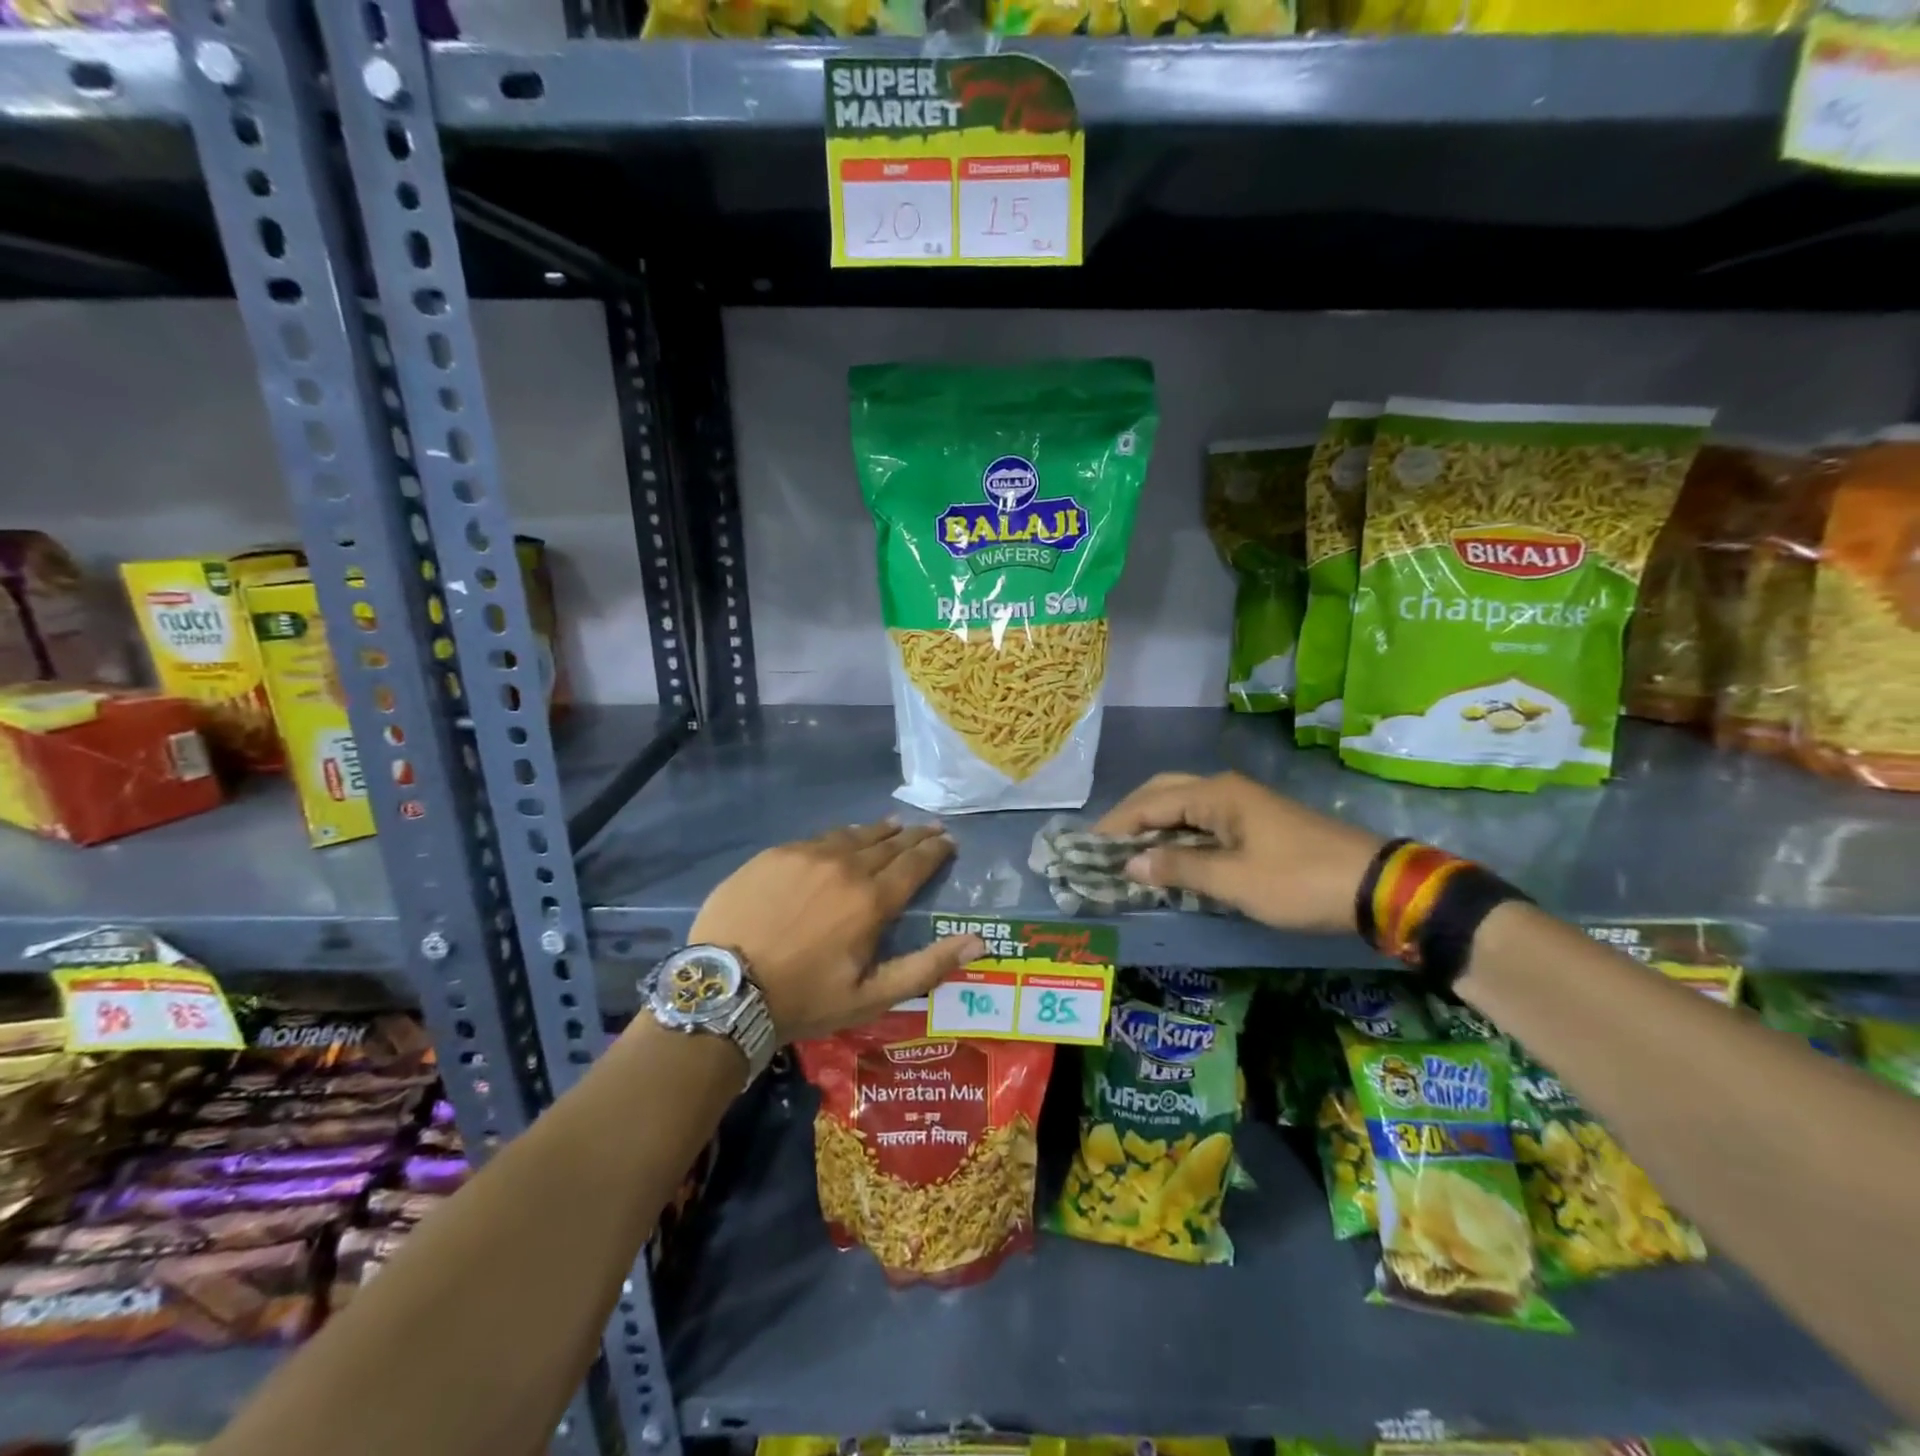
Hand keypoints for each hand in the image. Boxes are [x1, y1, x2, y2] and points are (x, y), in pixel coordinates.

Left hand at [689, 820, 984, 1043]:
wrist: (724, 989)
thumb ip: (927, 966)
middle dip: (914, 835)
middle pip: (888, 843)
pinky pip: (818, 838)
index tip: (949, 841)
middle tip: (930, 828)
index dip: (936, 850)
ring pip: (853, 835)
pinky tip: (842, 840)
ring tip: (894, 825)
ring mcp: (807, 855)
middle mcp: (845, 866)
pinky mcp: (775, 854)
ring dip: (879, 831)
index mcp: (872, 900)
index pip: (915, 864)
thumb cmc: (804, 998)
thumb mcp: (871, 996)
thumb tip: (978, 942)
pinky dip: (840, 837)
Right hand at [1096, 772, 1382, 934]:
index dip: (1116, 825)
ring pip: (1182, 803)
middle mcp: (1224, 789)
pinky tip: (1169, 854)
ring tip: (1128, 850)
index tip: (1087, 847)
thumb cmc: (1298, 881)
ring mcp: (1242, 803)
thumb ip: (1178, 868)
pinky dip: (1177, 832)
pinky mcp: (1255, 821)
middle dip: (1131, 815)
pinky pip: (1201, 818)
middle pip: (1163, 792)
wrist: (1374, 886)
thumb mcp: (1233, 880)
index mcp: (1216, 794)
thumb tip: (1130, 864)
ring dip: (1153, 823)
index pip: (1149, 803)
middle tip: (1105, 844)